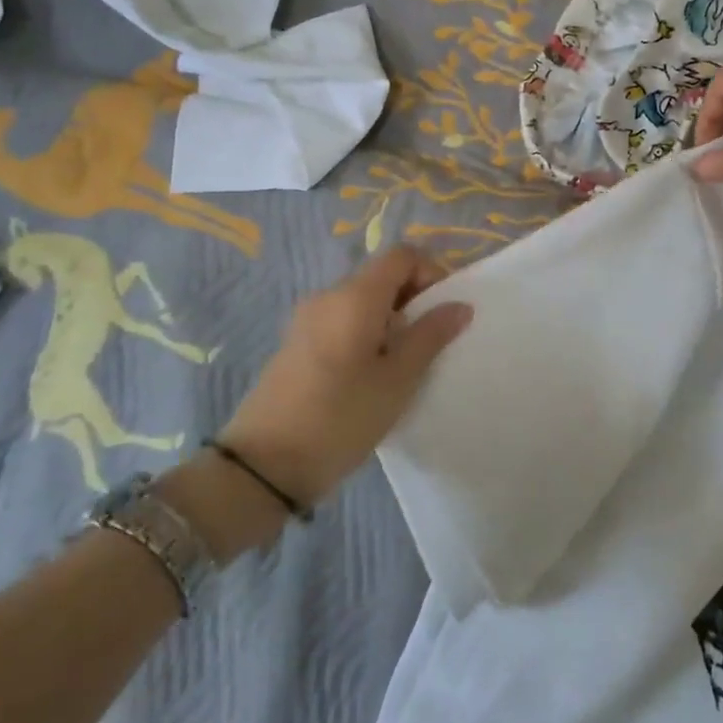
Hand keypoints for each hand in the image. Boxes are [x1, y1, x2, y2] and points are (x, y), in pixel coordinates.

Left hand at [216, 247, 472, 507]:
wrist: (263, 466)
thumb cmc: (341, 417)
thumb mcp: (398, 380)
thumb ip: (431, 336)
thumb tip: (460, 304)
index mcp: (355, 296)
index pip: (402, 256)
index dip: (432, 272)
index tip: (445, 312)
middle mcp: (328, 295)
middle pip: (382, 276)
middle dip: (414, 300)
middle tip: (432, 344)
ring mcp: (307, 319)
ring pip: (362, 301)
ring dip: (391, 320)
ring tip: (404, 365)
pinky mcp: (296, 343)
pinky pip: (342, 321)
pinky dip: (366, 334)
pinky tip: (371, 377)